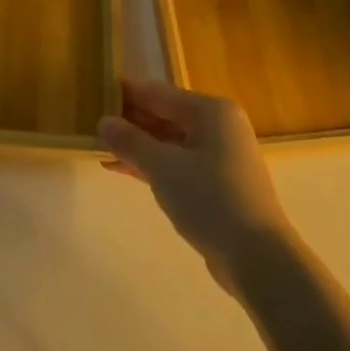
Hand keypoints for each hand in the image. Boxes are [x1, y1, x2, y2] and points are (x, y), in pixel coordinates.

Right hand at [98, 80, 292, 291]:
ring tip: (99, 147)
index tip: (95, 92)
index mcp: (212, 110)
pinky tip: (121, 169)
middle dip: (130, 121)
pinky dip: (151, 164)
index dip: (127, 93)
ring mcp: (219, 156)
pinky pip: (176, 163)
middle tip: (91, 123)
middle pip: (165, 115)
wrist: (258, 258)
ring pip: (169, 141)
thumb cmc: (210, 199)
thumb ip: (130, 141)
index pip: (159, 93)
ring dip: (137, 145)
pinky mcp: (217, 184)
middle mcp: (218, 126)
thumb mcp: (163, 167)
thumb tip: (103, 121)